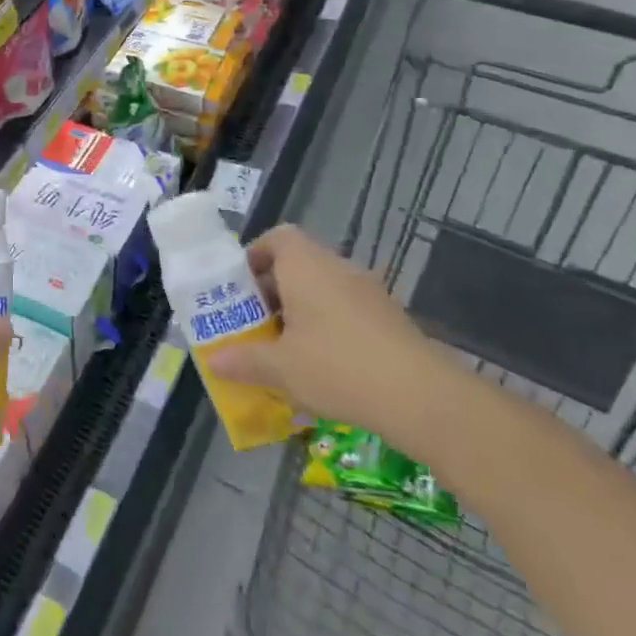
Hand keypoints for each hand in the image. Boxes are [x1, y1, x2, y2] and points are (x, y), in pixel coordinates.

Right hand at [202, 225, 458, 449]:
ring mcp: (370, 292)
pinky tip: (322, 365)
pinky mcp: (390, 319)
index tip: (239, 287)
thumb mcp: (281, 368)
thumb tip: (213, 361)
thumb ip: (244, 360)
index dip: (255, 255)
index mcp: (306, 265)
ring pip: (323, 289)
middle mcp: (338, 268)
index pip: (278, 237)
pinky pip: (347, 311)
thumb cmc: (337, 367)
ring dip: (300, 311)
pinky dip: (329, 327)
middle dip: (272, 291)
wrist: (422, 398)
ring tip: (284, 348)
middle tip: (253, 323)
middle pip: (298, 264)